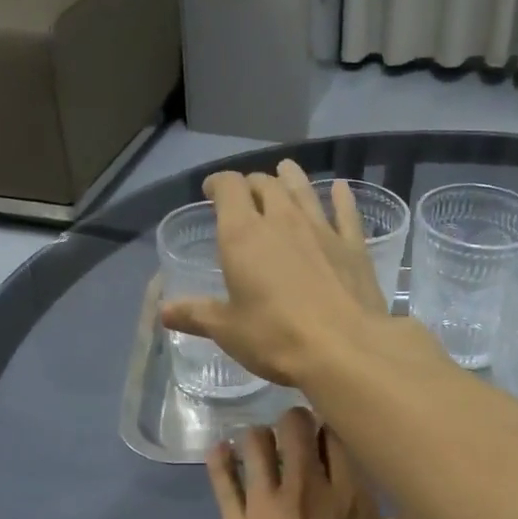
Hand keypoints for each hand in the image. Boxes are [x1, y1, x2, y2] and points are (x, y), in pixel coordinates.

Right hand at [161, 161, 390, 387]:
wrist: (345, 349)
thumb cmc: (276, 338)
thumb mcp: (228, 331)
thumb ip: (196, 315)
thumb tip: (164, 311)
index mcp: (243, 235)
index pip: (228, 188)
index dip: (218, 184)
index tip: (211, 190)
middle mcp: (282, 220)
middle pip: (266, 185)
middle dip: (252, 184)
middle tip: (248, 193)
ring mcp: (322, 230)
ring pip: (304, 191)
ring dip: (292, 178)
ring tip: (286, 170)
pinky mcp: (353, 246)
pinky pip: (346, 212)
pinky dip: (341, 197)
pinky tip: (341, 189)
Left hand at [208, 409, 434, 518]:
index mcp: (355, 501)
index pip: (339, 435)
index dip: (335, 427)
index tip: (334, 437)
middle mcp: (308, 490)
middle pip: (295, 425)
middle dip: (297, 422)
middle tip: (299, 438)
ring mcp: (264, 508)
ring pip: (255, 442)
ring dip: (261, 437)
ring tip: (262, 449)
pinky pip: (220, 478)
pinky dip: (221, 458)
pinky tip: (222, 451)